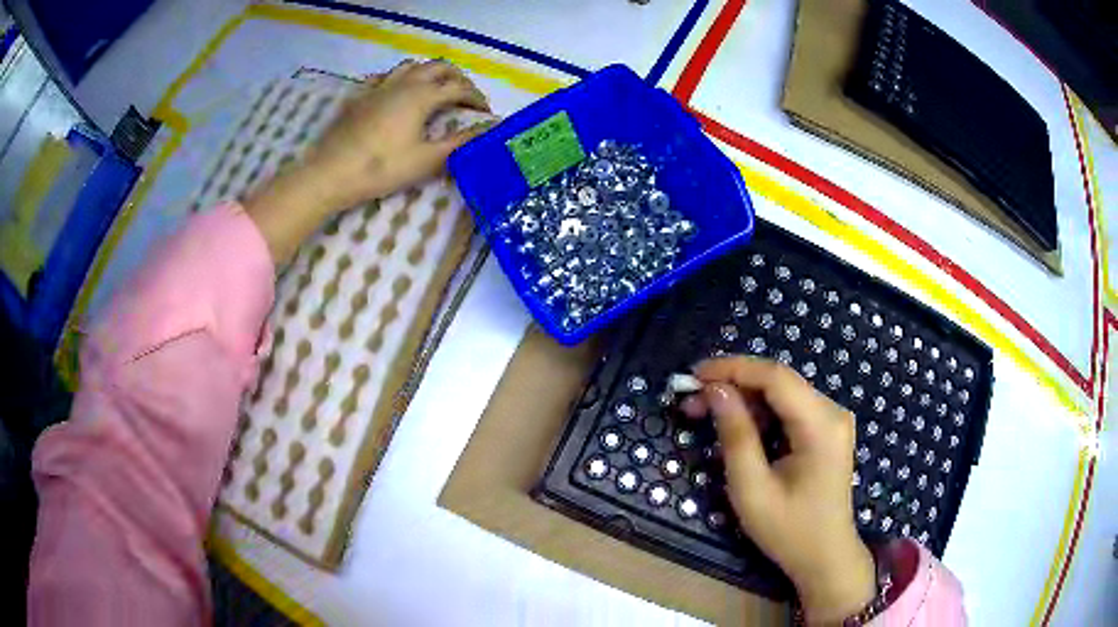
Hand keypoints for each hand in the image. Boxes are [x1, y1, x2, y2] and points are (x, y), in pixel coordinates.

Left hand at [302, 58, 490, 211]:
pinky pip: (385, 76)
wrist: (331, 172)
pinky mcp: (360, 95)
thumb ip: (459, 143)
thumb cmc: (381, 168)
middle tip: (464, 96)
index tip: (484, 112)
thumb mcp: (426, 160)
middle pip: (438, 67)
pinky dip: (400, 78)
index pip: (458, 88)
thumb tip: (487, 131)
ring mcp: (379, 86)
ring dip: (429, 72)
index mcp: (423, 96)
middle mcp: (404, 82)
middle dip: (457, 78)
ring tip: (434, 88)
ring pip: (411, 65)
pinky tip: (397, 91)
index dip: (476, 98)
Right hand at [681, 357, 875, 623]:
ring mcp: (832, 420)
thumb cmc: (788, 531)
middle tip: (692, 400)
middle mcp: (832, 412)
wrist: (825, 557)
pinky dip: (759, 413)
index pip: (775, 377)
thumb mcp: (752, 490)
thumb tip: (716, 390)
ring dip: (743, 399)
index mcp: (821, 425)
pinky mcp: (826, 430)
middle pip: (778, 381)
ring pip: (781, 393)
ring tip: (705, 412)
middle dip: (733, 385)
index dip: (732, 369)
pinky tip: (735, 427)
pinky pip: (788, 409)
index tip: (693, 376)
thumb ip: (735, 436)